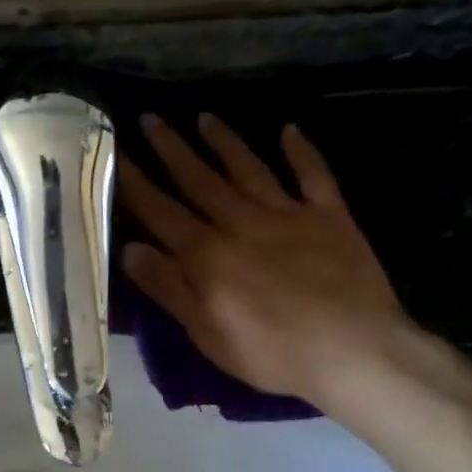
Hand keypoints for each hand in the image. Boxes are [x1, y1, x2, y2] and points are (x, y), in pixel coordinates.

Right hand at [121, 114, 416, 415]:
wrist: (355, 352)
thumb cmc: (273, 354)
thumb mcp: (207, 333)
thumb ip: (169, 288)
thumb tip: (130, 249)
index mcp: (208, 256)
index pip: (161, 212)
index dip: (136, 182)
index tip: (116, 153)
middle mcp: (241, 224)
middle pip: (199, 181)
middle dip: (172, 149)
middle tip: (151, 118)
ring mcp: (288, 215)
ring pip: (248, 170)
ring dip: (225, 142)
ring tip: (205, 117)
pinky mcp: (330, 217)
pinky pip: (313, 176)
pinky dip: (302, 151)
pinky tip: (290, 130)